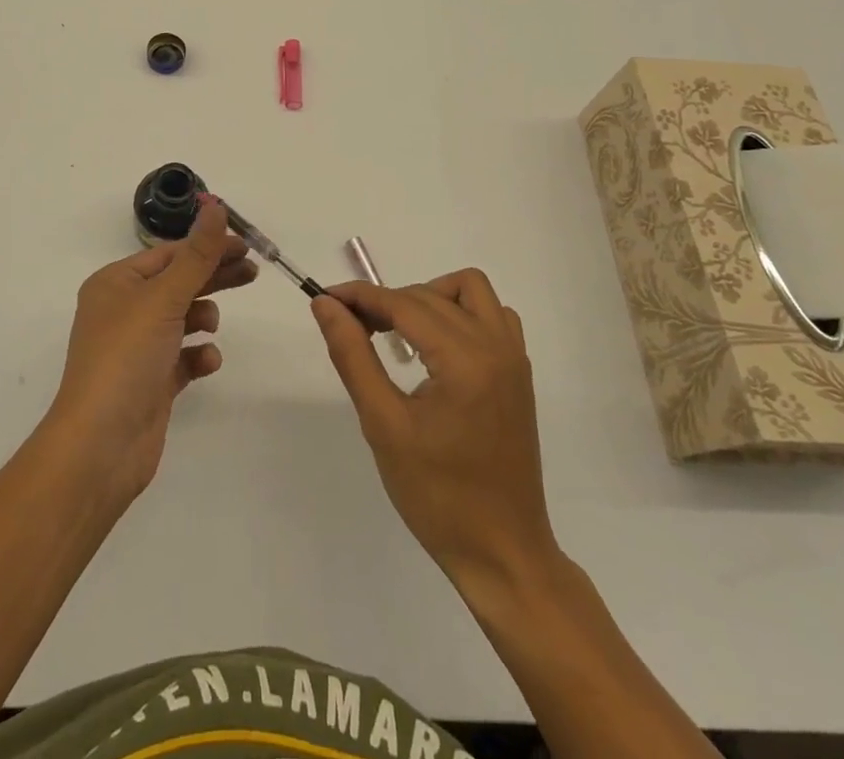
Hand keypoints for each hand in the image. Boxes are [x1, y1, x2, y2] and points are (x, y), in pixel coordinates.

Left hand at [45, 199, 256, 507]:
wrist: (100, 446)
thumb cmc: (126, 359)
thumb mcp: (163, 299)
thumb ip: (196, 255)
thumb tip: (216, 206)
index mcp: (115, 284)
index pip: (168, 254)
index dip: (207, 246)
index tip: (245, 245)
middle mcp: (123, 311)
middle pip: (178, 283)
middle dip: (214, 277)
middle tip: (253, 272)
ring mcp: (137, 348)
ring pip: (182, 319)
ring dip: (202, 317)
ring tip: (212, 326)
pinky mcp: (151, 381)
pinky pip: (183, 357)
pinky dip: (198, 356)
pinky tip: (207, 361)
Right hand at [312, 270, 559, 588]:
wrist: (502, 553)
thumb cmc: (437, 496)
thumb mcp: (383, 425)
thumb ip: (353, 355)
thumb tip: (326, 304)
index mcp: (465, 361)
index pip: (403, 304)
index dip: (360, 296)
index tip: (325, 298)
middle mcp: (496, 347)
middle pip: (430, 295)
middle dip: (386, 301)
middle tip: (351, 327)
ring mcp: (513, 358)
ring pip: (469, 290)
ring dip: (429, 296)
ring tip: (396, 330)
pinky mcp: (518, 373)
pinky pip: (492, 314)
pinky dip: (460, 312)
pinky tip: (436, 345)